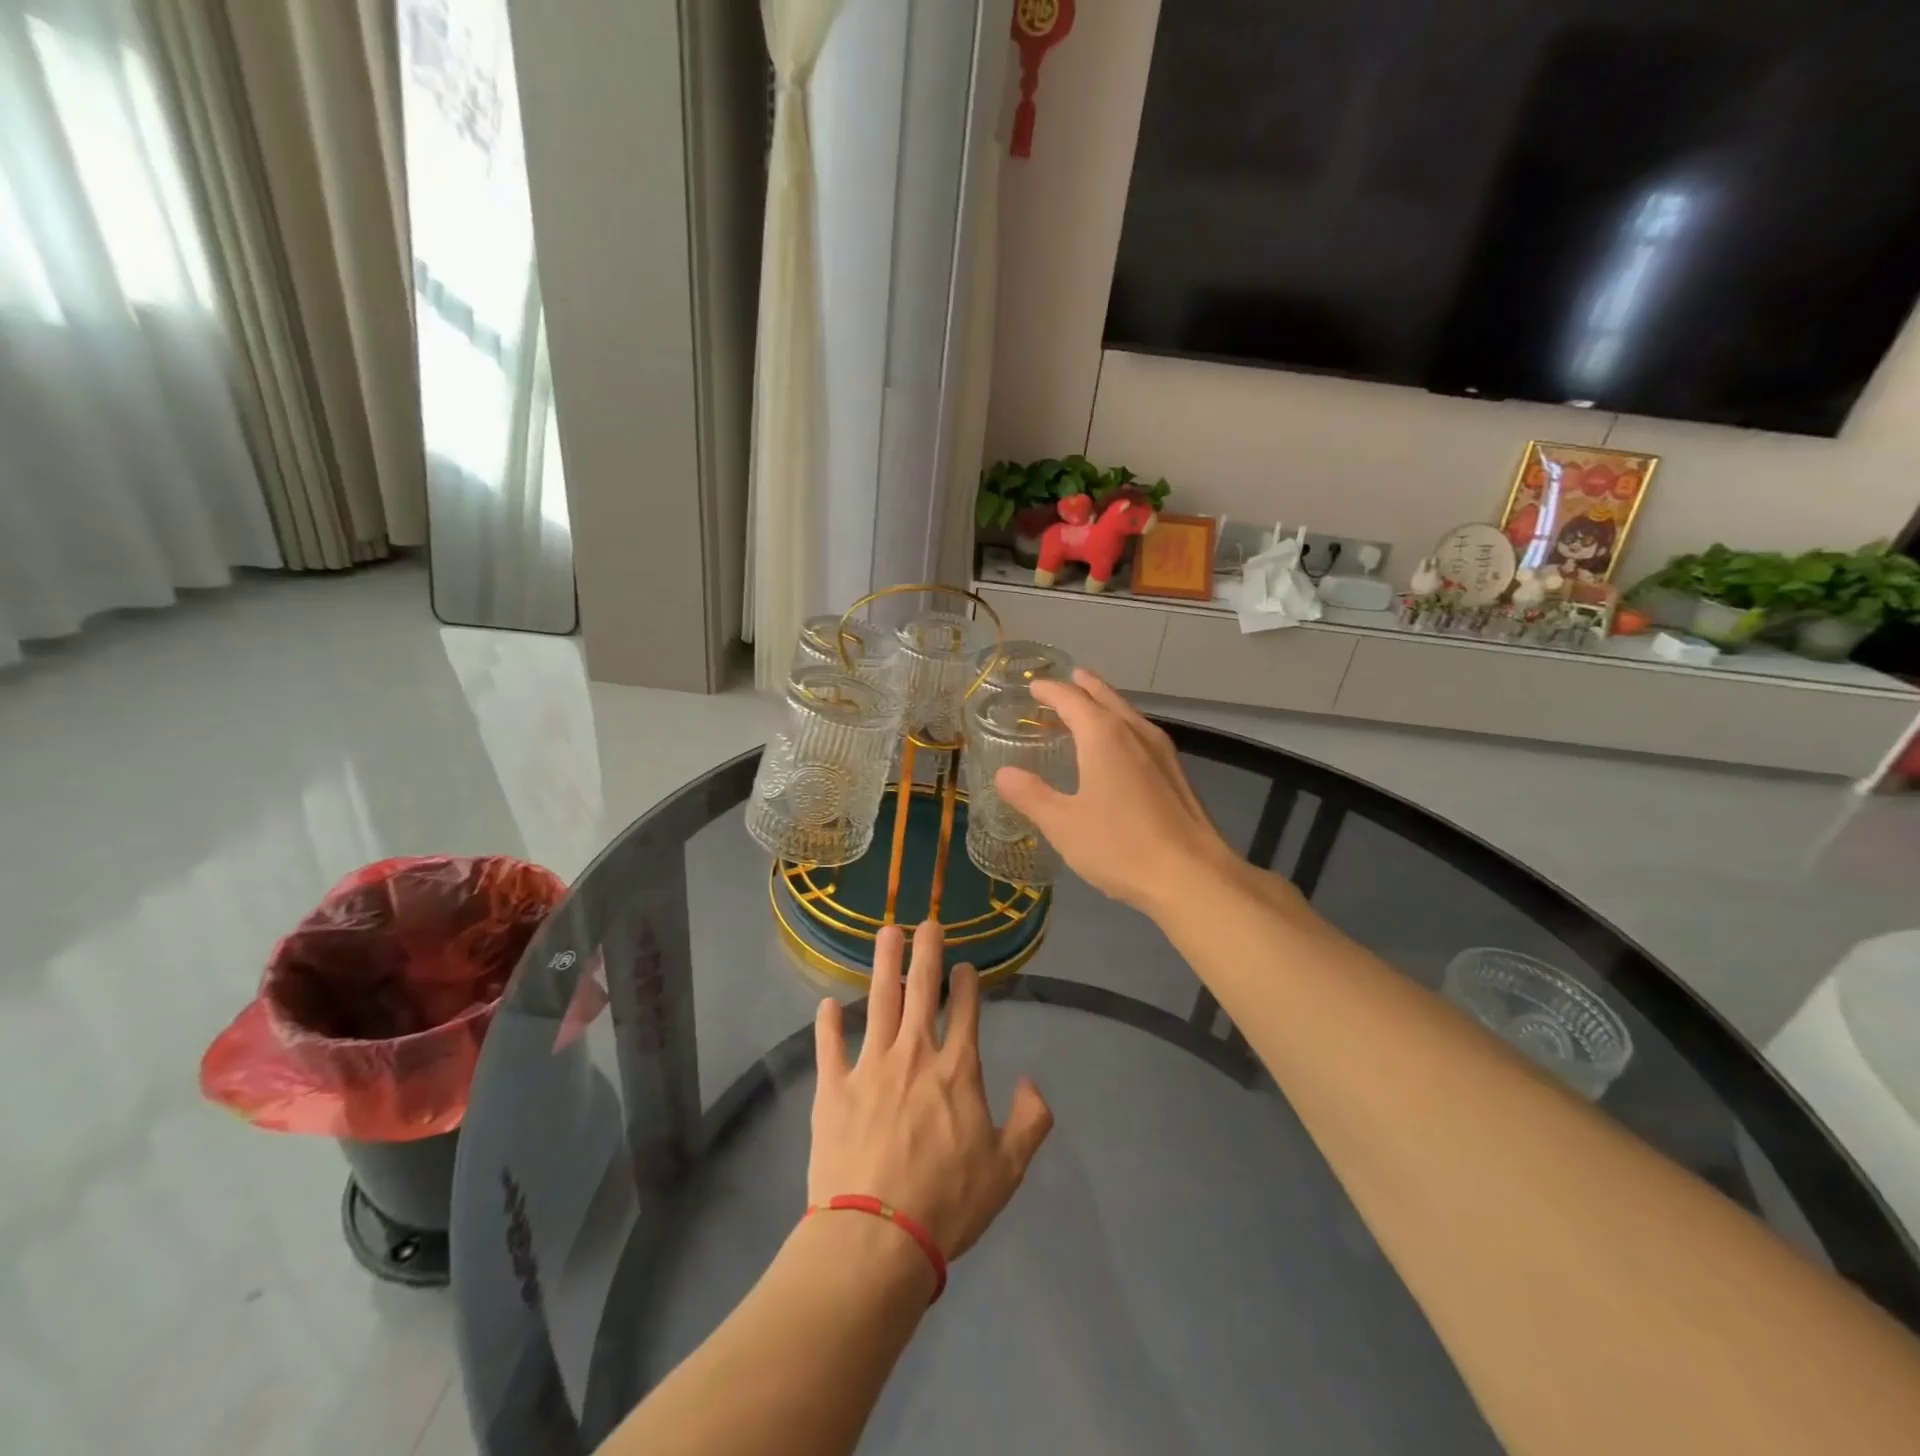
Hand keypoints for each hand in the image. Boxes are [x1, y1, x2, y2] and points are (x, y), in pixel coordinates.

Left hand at [810, 921, 1052, 1262]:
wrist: (877, 1238)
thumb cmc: (947, 1203)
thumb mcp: (1007, 1169)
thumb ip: (1029, 1121)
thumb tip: (1032, 1081)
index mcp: (956, 1069)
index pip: (965, 1009)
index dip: (967, 982)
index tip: (965, 965)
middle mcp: (914, 1053)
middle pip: (921, 988)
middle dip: (927, 951)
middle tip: (928, 922)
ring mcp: (870, 1066)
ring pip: (878, 1000)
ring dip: (883, 963)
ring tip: (886, 932)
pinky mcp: (833, 1087)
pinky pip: (830, 1045)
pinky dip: (828, 1023)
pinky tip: (826, 1004)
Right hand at [994, 670, 1238, 913]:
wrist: (1191, 876)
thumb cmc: (1120, 846)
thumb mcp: (1063, 824)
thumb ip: (1031, 795)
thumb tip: (1003, 773)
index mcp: (1104, 736)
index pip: (1072, 699)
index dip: (1050, 690)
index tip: (1034, 686)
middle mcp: (1135, 733)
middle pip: (1106, 698)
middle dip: (1085, 687)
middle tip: (1068, 679)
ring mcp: (1162, 752)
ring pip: (1128, 715)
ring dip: (1106, 705)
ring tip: (1090, 708)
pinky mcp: (1176, 774)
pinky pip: (1141, 735)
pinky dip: (1122, 728)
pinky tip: (1120, 749)